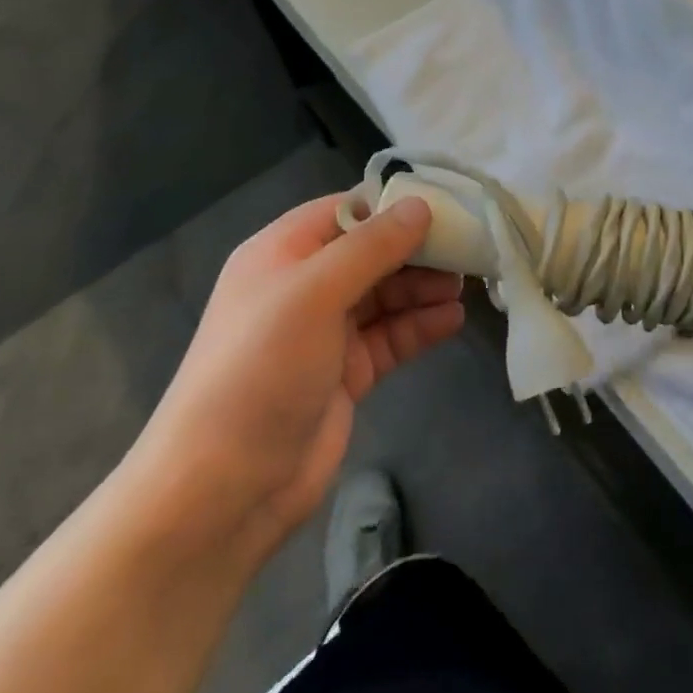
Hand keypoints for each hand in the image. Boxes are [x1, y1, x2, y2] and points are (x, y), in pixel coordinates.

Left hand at [124, 194, 463, 560]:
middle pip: (372, 252)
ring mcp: (325, 332)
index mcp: (282, 253)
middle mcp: (303, 286)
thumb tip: (421, 204)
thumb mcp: (315, 294)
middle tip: (469, 246)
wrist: (223, 490)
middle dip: (418, 248)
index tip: (447, 201)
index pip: (347, 210)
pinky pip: (391, 336)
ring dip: (424, 287)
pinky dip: (420, 326)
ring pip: (386, 295)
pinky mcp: (345, 372)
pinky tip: (452, 320)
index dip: (394, 203)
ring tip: (466, 285)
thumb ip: (372, 246)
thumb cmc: (260, 370)